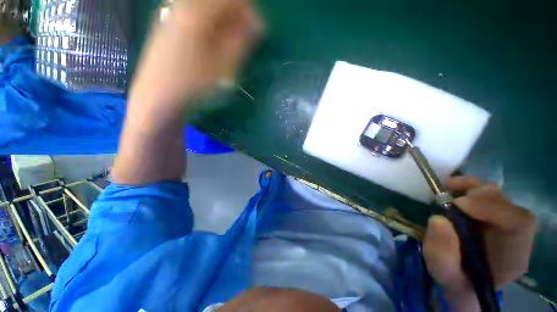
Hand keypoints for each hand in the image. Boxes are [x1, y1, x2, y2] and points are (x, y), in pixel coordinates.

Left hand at [115, 0, 260, 184]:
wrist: (156, 100)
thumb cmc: (193, 87)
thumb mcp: (224, 68)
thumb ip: (241, 43)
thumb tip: (259, 24)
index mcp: (197, 14)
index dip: (248, 10)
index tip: (258, 30)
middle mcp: (182, 6)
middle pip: (218, 0)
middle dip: (237, 15)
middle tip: (245, 38)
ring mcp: (173, 14)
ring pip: (207, 6)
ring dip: (225, 20)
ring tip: (231, 42)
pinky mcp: (169, 24)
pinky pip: (196, 14)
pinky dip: (211, 24)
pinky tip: (213, 42)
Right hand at [423, 177, 535, 311]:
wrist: (460, 278)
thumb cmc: (455, 279)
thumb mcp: (444, 273)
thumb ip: (442, 253)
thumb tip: (439, 220)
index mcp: (513, 255)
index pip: (519, 223)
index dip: (492, 208)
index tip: (458, 204)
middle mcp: (513, 235)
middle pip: (507, 204)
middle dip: (478, 196)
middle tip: (449, 196)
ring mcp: (502, 222)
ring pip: (496, 195)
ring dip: (471, 188)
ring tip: (448, 188)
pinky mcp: (488, 213)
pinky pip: (483, 193)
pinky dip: (467, 186)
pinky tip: (451, 186)